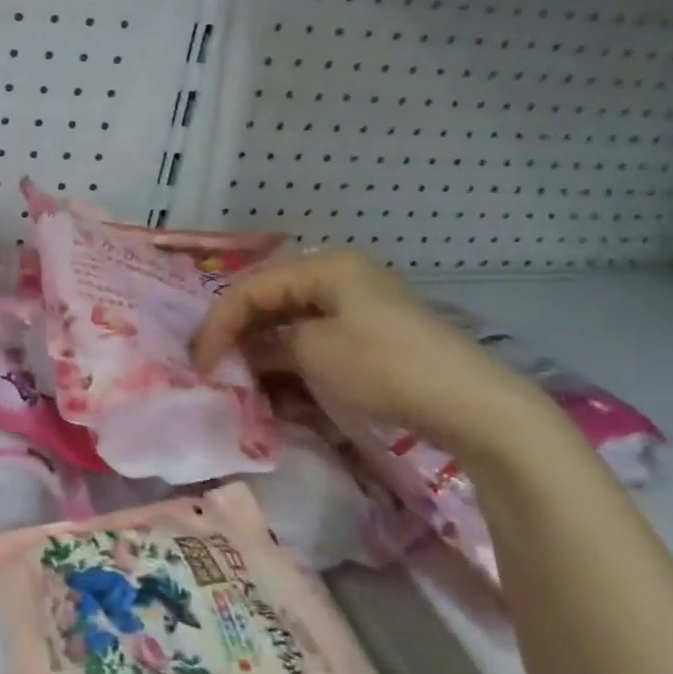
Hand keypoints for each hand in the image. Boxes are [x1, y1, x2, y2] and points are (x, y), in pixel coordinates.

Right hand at [192, 249, 555, 456]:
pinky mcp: (371, 336)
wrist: (472, 406)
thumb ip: (271, 344)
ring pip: (291, 320)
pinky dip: (289, 358)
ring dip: (261, 347)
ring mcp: (359, 307)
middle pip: (270, 299)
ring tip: (237, 376)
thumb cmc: (385, 367)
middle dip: (237, 332)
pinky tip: (274, 381)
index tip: (199, 363)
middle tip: (211, 365)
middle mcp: (340, 277)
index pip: (252, 288)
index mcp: (326, 267)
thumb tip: (252, 351)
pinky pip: (315, 339)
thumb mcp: (315, 353)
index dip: (219, 323)